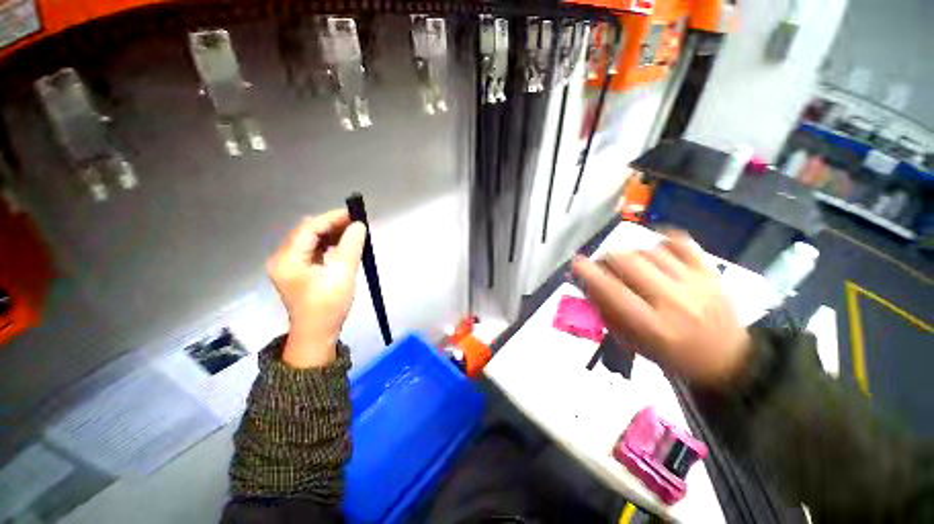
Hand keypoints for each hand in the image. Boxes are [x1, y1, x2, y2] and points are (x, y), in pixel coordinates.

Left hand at [267, 210, 366, 367]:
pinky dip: (328, 244)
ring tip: (352, 232)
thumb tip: (359, 225)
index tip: (354, 215)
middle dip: (332, 225)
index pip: (308, 228)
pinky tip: (342, 244)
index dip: (331, 218)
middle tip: (356, 223)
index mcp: (288, 259)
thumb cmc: (329, 306)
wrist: (317, 334)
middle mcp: (283, 258)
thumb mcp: (343, 275)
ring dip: (331, 234)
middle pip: (307, 232)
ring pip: (310, 239)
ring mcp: (288, 264)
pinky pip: (312, 249)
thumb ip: (351, 247)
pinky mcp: (297, 270)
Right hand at [573, 231, 751, 385]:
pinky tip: (654, 251)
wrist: (728, 360)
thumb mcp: (633, 343)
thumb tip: (587, 283)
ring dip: (631, 254)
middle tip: (604, 265)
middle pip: (628, 262)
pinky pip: (681, 243)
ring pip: (650, 251)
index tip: (577, 263)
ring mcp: (696, 283)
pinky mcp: (711, 272)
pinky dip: (661, 242)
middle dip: (607, 258)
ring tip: (631, 265)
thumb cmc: (671, 355)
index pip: (611, 290)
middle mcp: (673, 301)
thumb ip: (607, 312)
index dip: (589, 272)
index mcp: (651, 325)